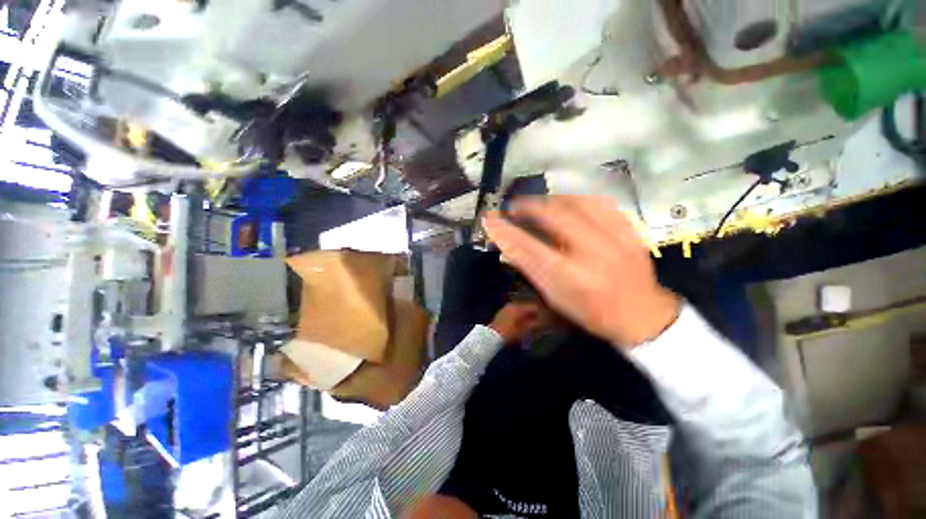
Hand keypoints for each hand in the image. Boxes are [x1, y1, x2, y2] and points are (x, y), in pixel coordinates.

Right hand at [484, 196, 679, 351]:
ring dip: (551, 199)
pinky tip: (567, 202)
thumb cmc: (592, 312)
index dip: (506, 231)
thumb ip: (533, 270)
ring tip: (538, 203)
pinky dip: (576, 199)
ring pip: (577, 203)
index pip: (529, 248)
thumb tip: (510, 245)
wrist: (642, 315)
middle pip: (555, 216)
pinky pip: (600, 203)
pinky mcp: (629, 230)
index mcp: (571, 278)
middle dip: (528, 206)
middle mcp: (593, 254)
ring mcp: (616, 239)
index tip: (489, 219)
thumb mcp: (555, 297)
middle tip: (514, 206)